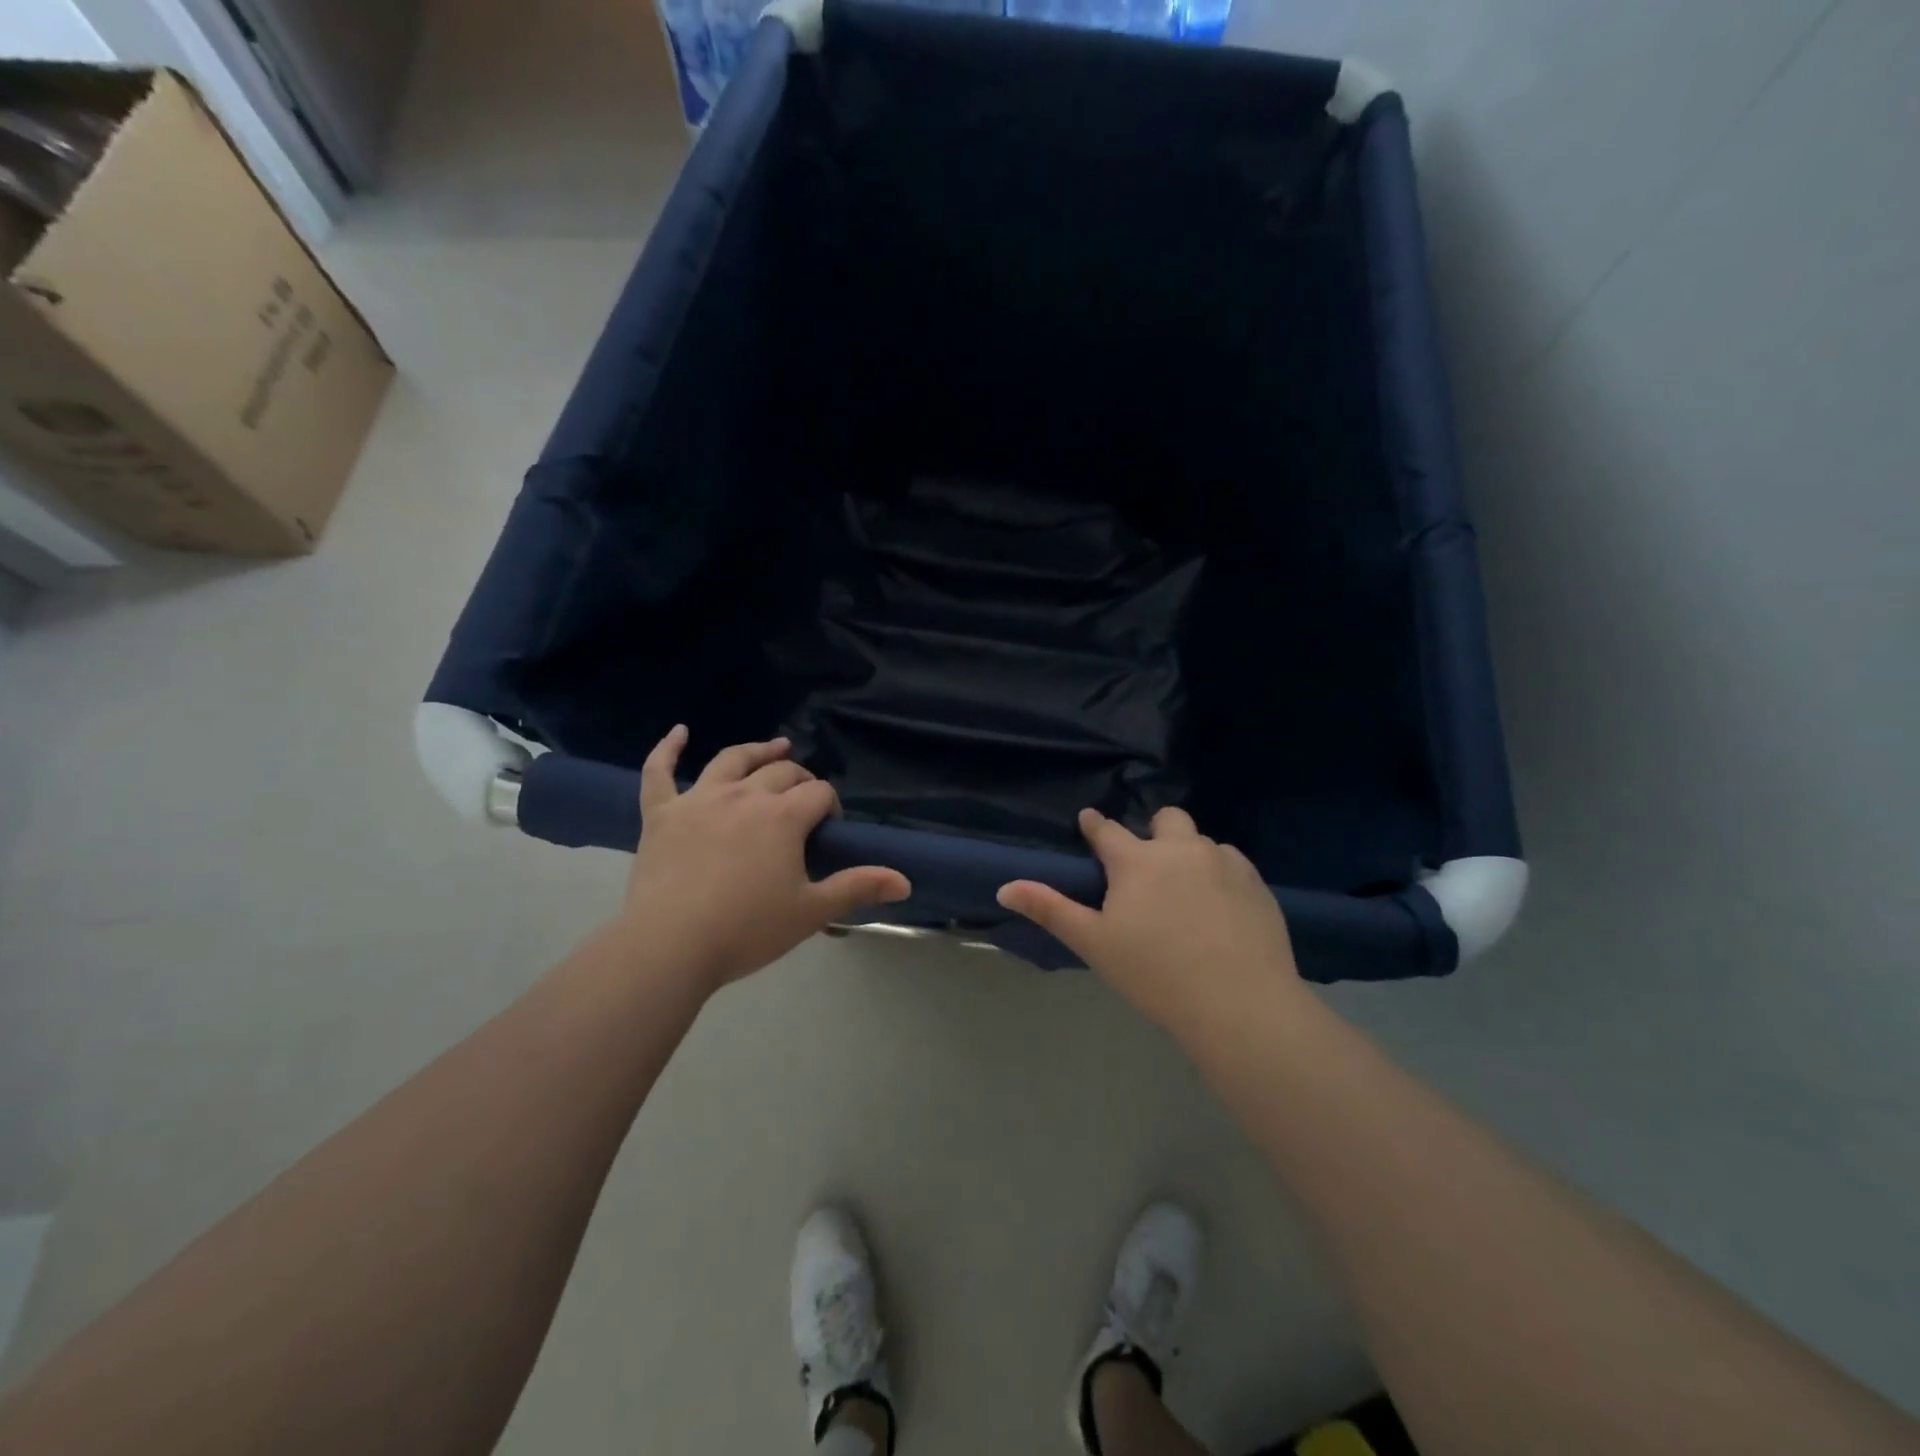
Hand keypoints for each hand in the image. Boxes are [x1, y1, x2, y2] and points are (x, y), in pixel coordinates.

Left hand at [620, 727, 911, 991]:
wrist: (670, 946)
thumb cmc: (747, 930)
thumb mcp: (811, 911)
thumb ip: (858, 888)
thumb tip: (905, 880)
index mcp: (783, 816)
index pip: (819, 793)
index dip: (830, 807)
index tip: (829, 832)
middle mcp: (744, 795)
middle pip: (781, 773)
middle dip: (801, 781)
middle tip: (806, 801)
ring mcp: (698, 800)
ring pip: (731, 761)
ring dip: (756, 751)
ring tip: (775, 747)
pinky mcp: (661, 814)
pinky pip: (659, 772)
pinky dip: (667, 749)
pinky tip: (678, 732)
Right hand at [997, 807, 1301, 1034]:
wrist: (1238, 1003)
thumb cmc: (1155, 973)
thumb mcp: (1094, 943)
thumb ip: (1049, 909)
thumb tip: (1004, 888)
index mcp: (1137, 861)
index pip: (1107, 830)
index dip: (1095, 825)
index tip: (1089, 821)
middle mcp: (1181, 849)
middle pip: (1166, 819)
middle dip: (1154, 831)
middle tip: (1149, 866)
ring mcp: (1223, 863)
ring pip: (1201, 842)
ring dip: (1189, 855)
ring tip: (1188, 893)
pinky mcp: (1257, 883)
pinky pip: (1232, 864)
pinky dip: (1220, 875)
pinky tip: (1221, 909)